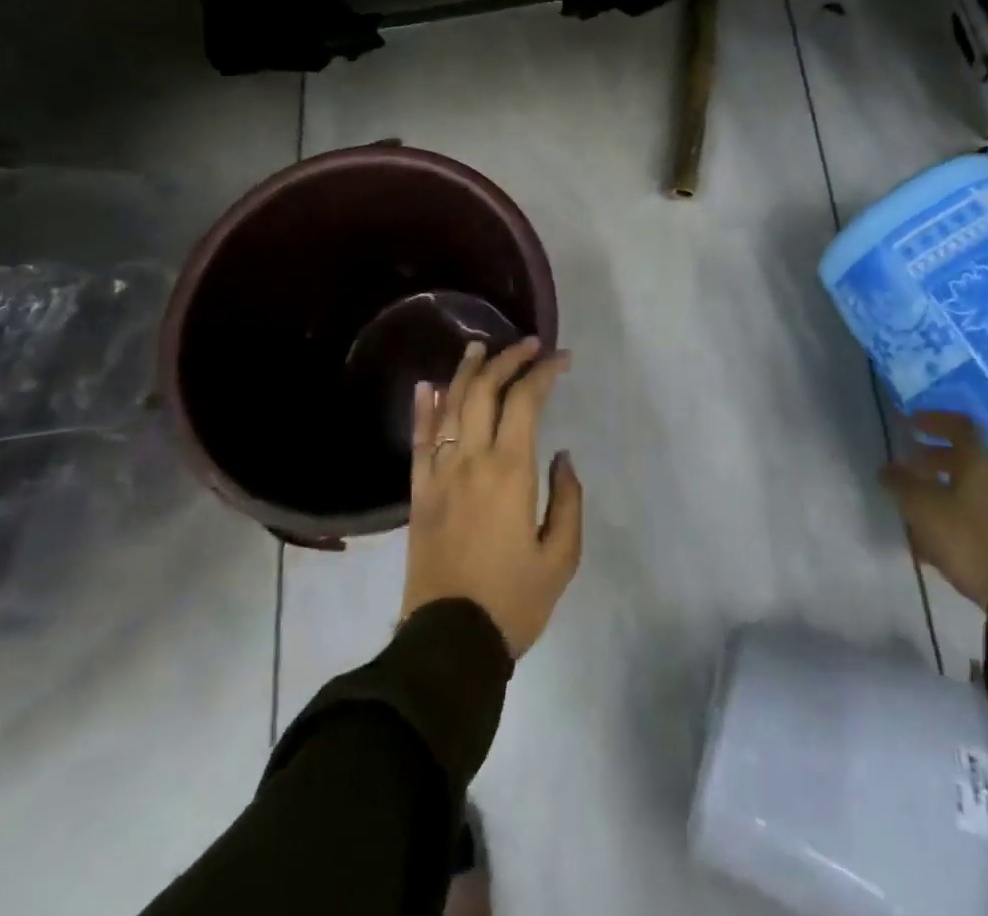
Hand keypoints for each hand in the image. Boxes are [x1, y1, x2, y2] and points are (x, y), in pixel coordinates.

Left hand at [401, 338, 583, 657]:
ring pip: (450, 406)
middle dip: (507, 359)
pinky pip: (419, 440)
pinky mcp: (418, 493)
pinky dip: (424, 409)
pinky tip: (428, 386)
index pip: (525, 401)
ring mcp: (439, 474)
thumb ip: (568, 499)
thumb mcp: (561, 556)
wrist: (449, 643)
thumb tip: (561, 456)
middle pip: (484, 391)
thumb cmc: (513, 601)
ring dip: (466, 372)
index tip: (561, 358)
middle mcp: (471, 460)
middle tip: (527, 345)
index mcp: (510, 471)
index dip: (544, 372)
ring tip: (479, 347)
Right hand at [879, 412, 987, 609]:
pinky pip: (976, 512)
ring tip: (913, 505)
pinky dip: (953, 513)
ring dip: (940, 488)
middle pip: (963, 458)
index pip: (959, 425)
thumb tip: (887, 469)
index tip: (909, 423)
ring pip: (968, 487)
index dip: (933, 419)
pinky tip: (932, 536)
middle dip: (930, 459)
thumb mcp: (924, 509)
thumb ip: (903, 484)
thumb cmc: (970, 538)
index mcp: (979, 462)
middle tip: (904, 465)